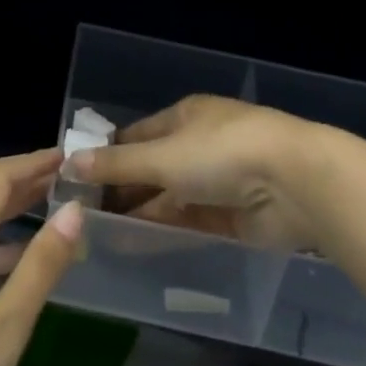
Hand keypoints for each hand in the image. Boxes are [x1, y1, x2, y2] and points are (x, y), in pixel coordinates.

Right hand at [69, 95, 325, 250]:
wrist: (295, 183)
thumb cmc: (222, 153)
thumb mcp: (162, 156)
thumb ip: (117, 164)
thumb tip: (70, 161)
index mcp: (184, 117)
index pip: (137, 136)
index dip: (108, 155)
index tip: (77, 179)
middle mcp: (199, 146)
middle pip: (152, 169)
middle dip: (121, 190)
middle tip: (82, 216)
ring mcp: (218, 182)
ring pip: (169, 199)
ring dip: (138, 215)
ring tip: (98, 237)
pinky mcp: (234, 217)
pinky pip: (189, 224)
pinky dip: (163, 233)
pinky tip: (133, 247)